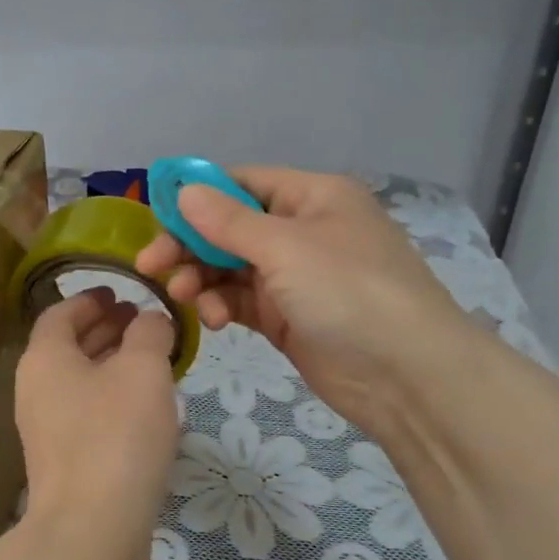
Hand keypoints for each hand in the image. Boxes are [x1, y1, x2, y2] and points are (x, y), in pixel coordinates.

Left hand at [15, 287, 179, 535]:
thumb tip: (151, 319)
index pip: (60, 314)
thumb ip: (149, 333)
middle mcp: (36, 389)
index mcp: (44, 358)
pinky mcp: (65, 462)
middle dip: (105, 329)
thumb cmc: (116, 434)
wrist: (92, 529)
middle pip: (68, 346)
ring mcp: (47, 429)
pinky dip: (113, 398)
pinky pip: (88, 413)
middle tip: (143, 321)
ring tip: (153, 358)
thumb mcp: (142, 370)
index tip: (120, 293)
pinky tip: (147, 406)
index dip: (90, 299)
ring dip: (112, 364)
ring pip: (80, 382)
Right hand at [134, 167, 476, 433]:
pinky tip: (215, 321)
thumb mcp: (286, 248)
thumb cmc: (350, 292)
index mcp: (311, 196)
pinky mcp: (285, 316)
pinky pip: (240, 300)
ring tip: (184, 297)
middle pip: (228, 227)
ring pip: (228, 267)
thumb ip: (228, 221)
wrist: (408, 375)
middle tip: (150, 266)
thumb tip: (183, 191)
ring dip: (201, 279)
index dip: (197, 197)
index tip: (154, 217)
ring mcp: (293, 276)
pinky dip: (221, 306)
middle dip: (189, 245)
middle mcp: (301, 230)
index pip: (241, 183)